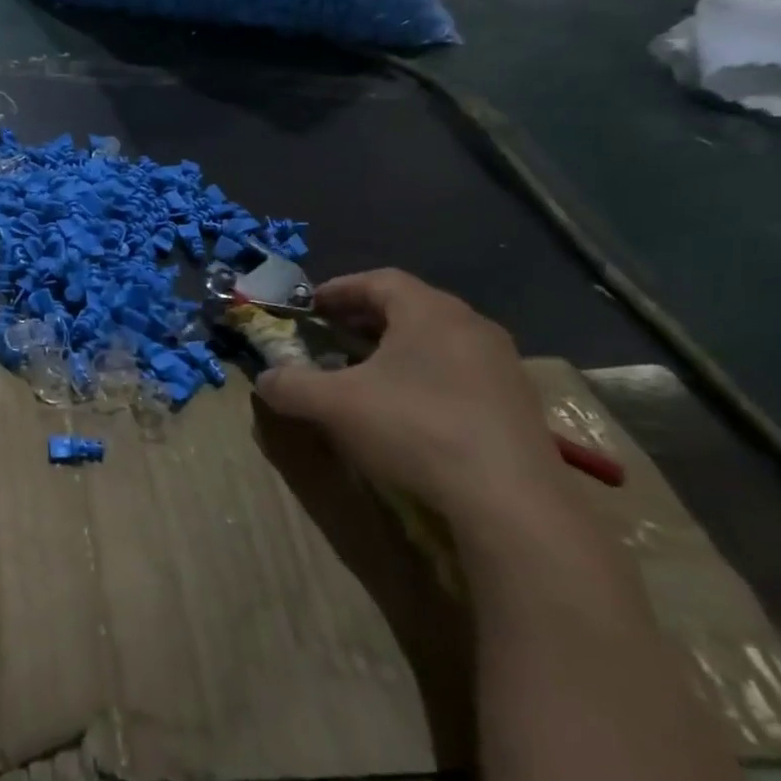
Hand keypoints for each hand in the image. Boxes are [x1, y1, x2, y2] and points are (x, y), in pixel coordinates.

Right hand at [253, 270, 567, 530]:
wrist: (510, 500)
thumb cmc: (415, 429)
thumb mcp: (334, 405)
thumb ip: (290, 386)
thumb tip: (264, 380)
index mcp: (429, 312)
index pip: (379, 280)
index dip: (339, 289)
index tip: (311, 306)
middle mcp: (470, 325)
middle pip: (409, 306)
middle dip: (363, 318)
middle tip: (331, 336)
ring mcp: (500, 364)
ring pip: (436, 339)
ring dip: (395, 347)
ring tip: (364, 372)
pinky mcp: (515, 403)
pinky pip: (458, 370)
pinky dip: (424, 375)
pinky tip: (406, 407)